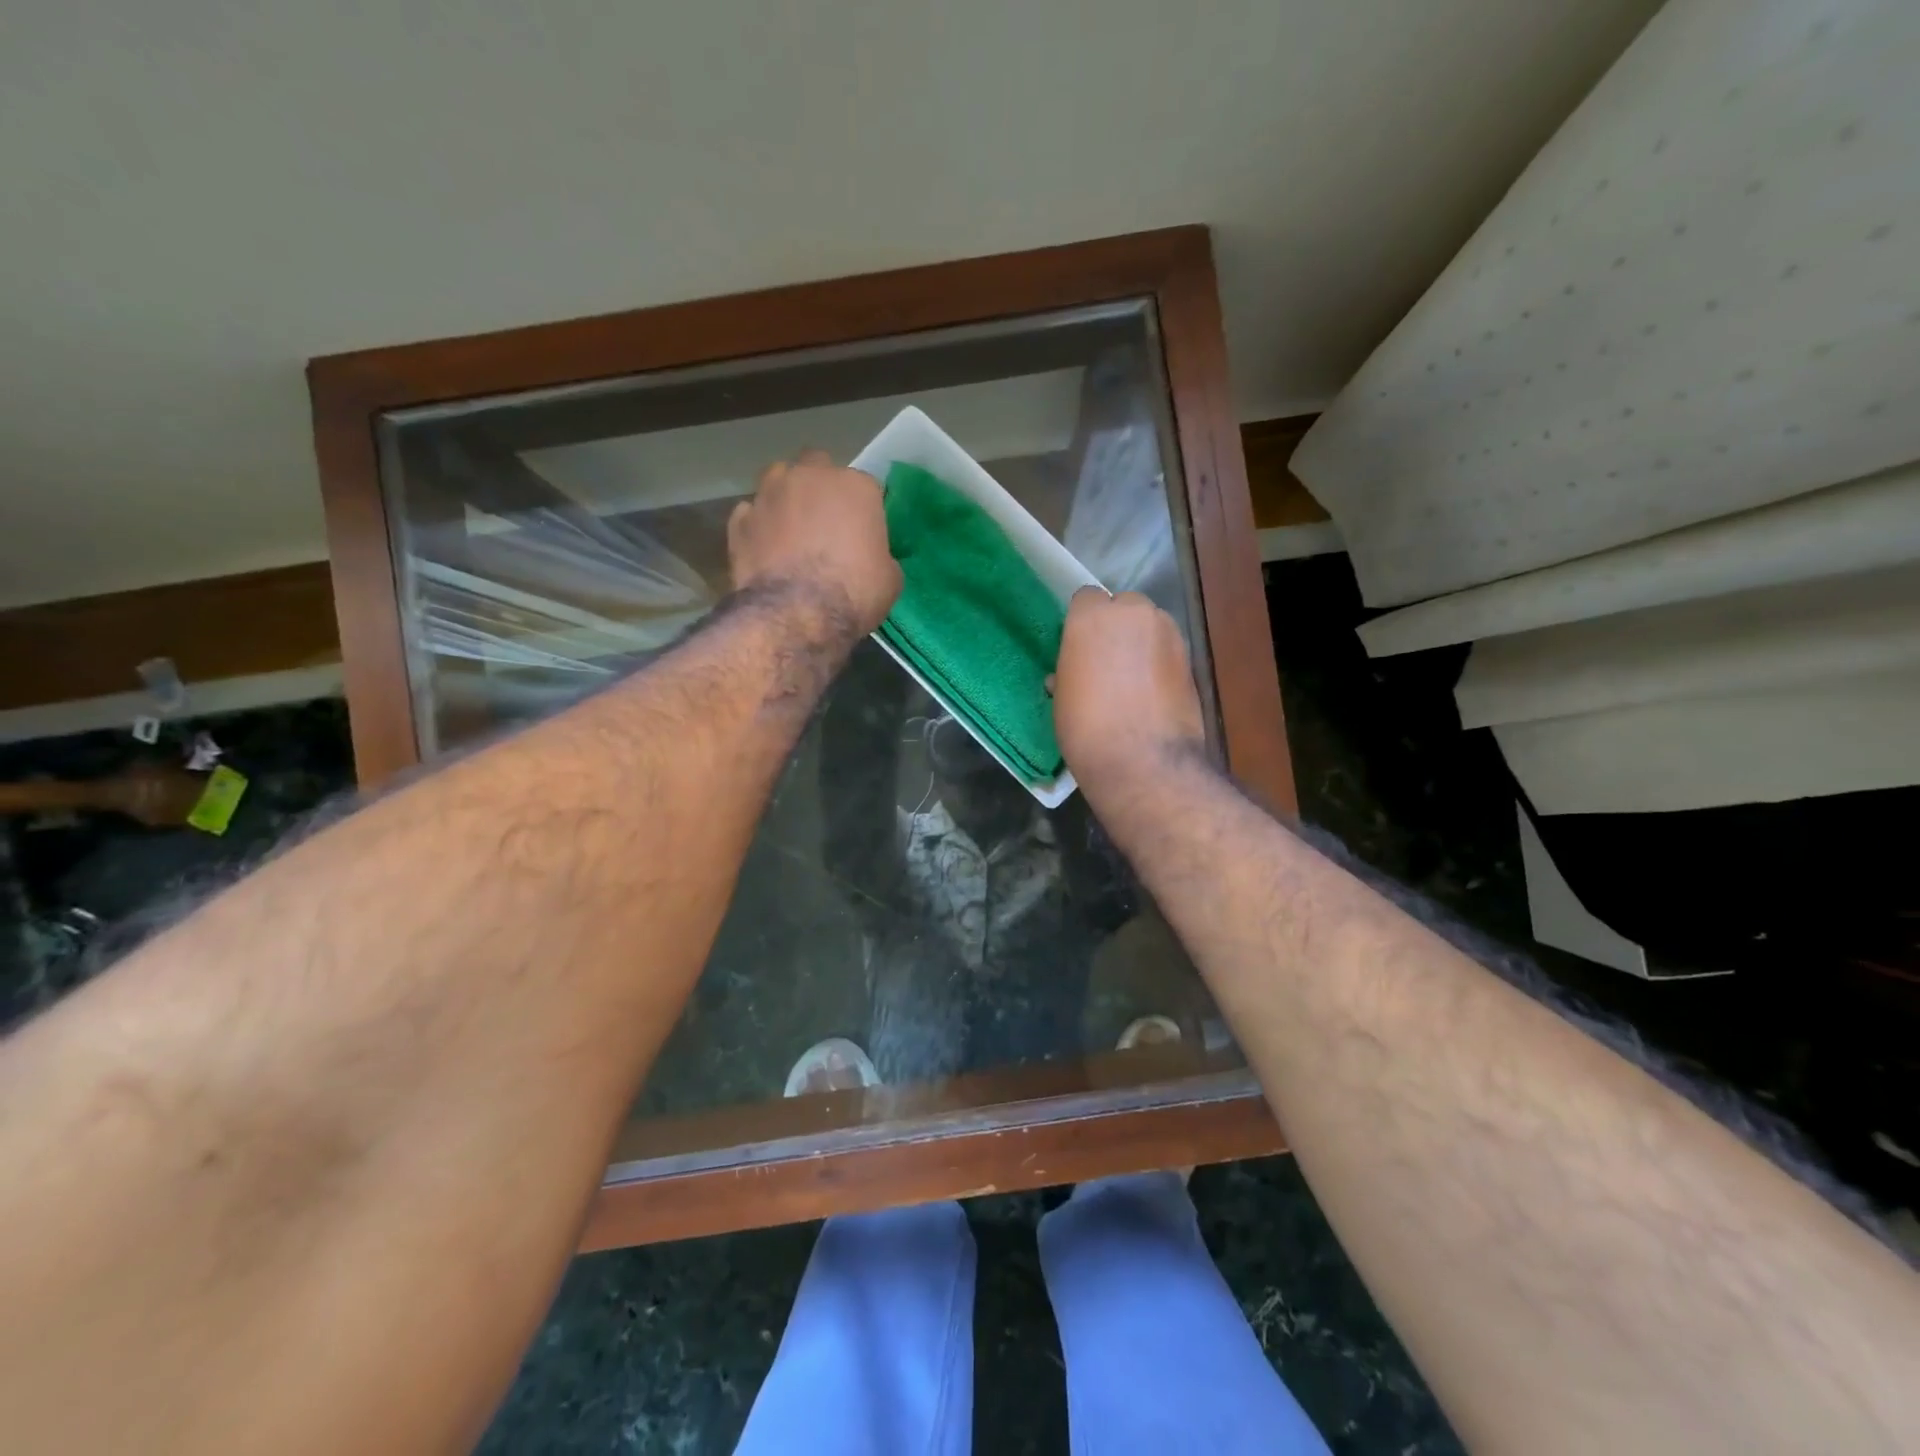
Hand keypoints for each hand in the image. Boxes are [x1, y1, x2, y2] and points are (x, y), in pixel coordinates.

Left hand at [728, 450, 901, 636]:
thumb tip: (871, 557)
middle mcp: (810, 477)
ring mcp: (769, 494)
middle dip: (820, 487)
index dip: (864, 510)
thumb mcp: (890, 578)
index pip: (865, 487)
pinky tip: (764, 550)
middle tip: (825, 521)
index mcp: (855, 486)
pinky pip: (751, 514)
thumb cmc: (854, 593)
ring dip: (785, 497)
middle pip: (816, 466)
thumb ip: (879, 554)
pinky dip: (758, 526)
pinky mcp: (739, 520)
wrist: (796, 614)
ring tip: (790, 530)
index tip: (863, 532)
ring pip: (777, 480)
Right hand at [1052, 588, 1206, 794]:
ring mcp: (1168, 632)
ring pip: (1151, 625)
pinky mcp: (1190, 657)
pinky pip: (1168, 650)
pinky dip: (1161, 663)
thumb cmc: (1086, 727)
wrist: (1142, 760)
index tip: (1079, 646)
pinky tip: (1152, 692)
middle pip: (1124, 606)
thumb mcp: (1063, 697)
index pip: (1087, 598)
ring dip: (1142, 642)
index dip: (1083, 621)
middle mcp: (1133, 613)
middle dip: (1118, 626)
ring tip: (1133, 679)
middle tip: (1106, 661)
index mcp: (1092, 616)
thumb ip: (1069, 671)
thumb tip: (1069, 677)